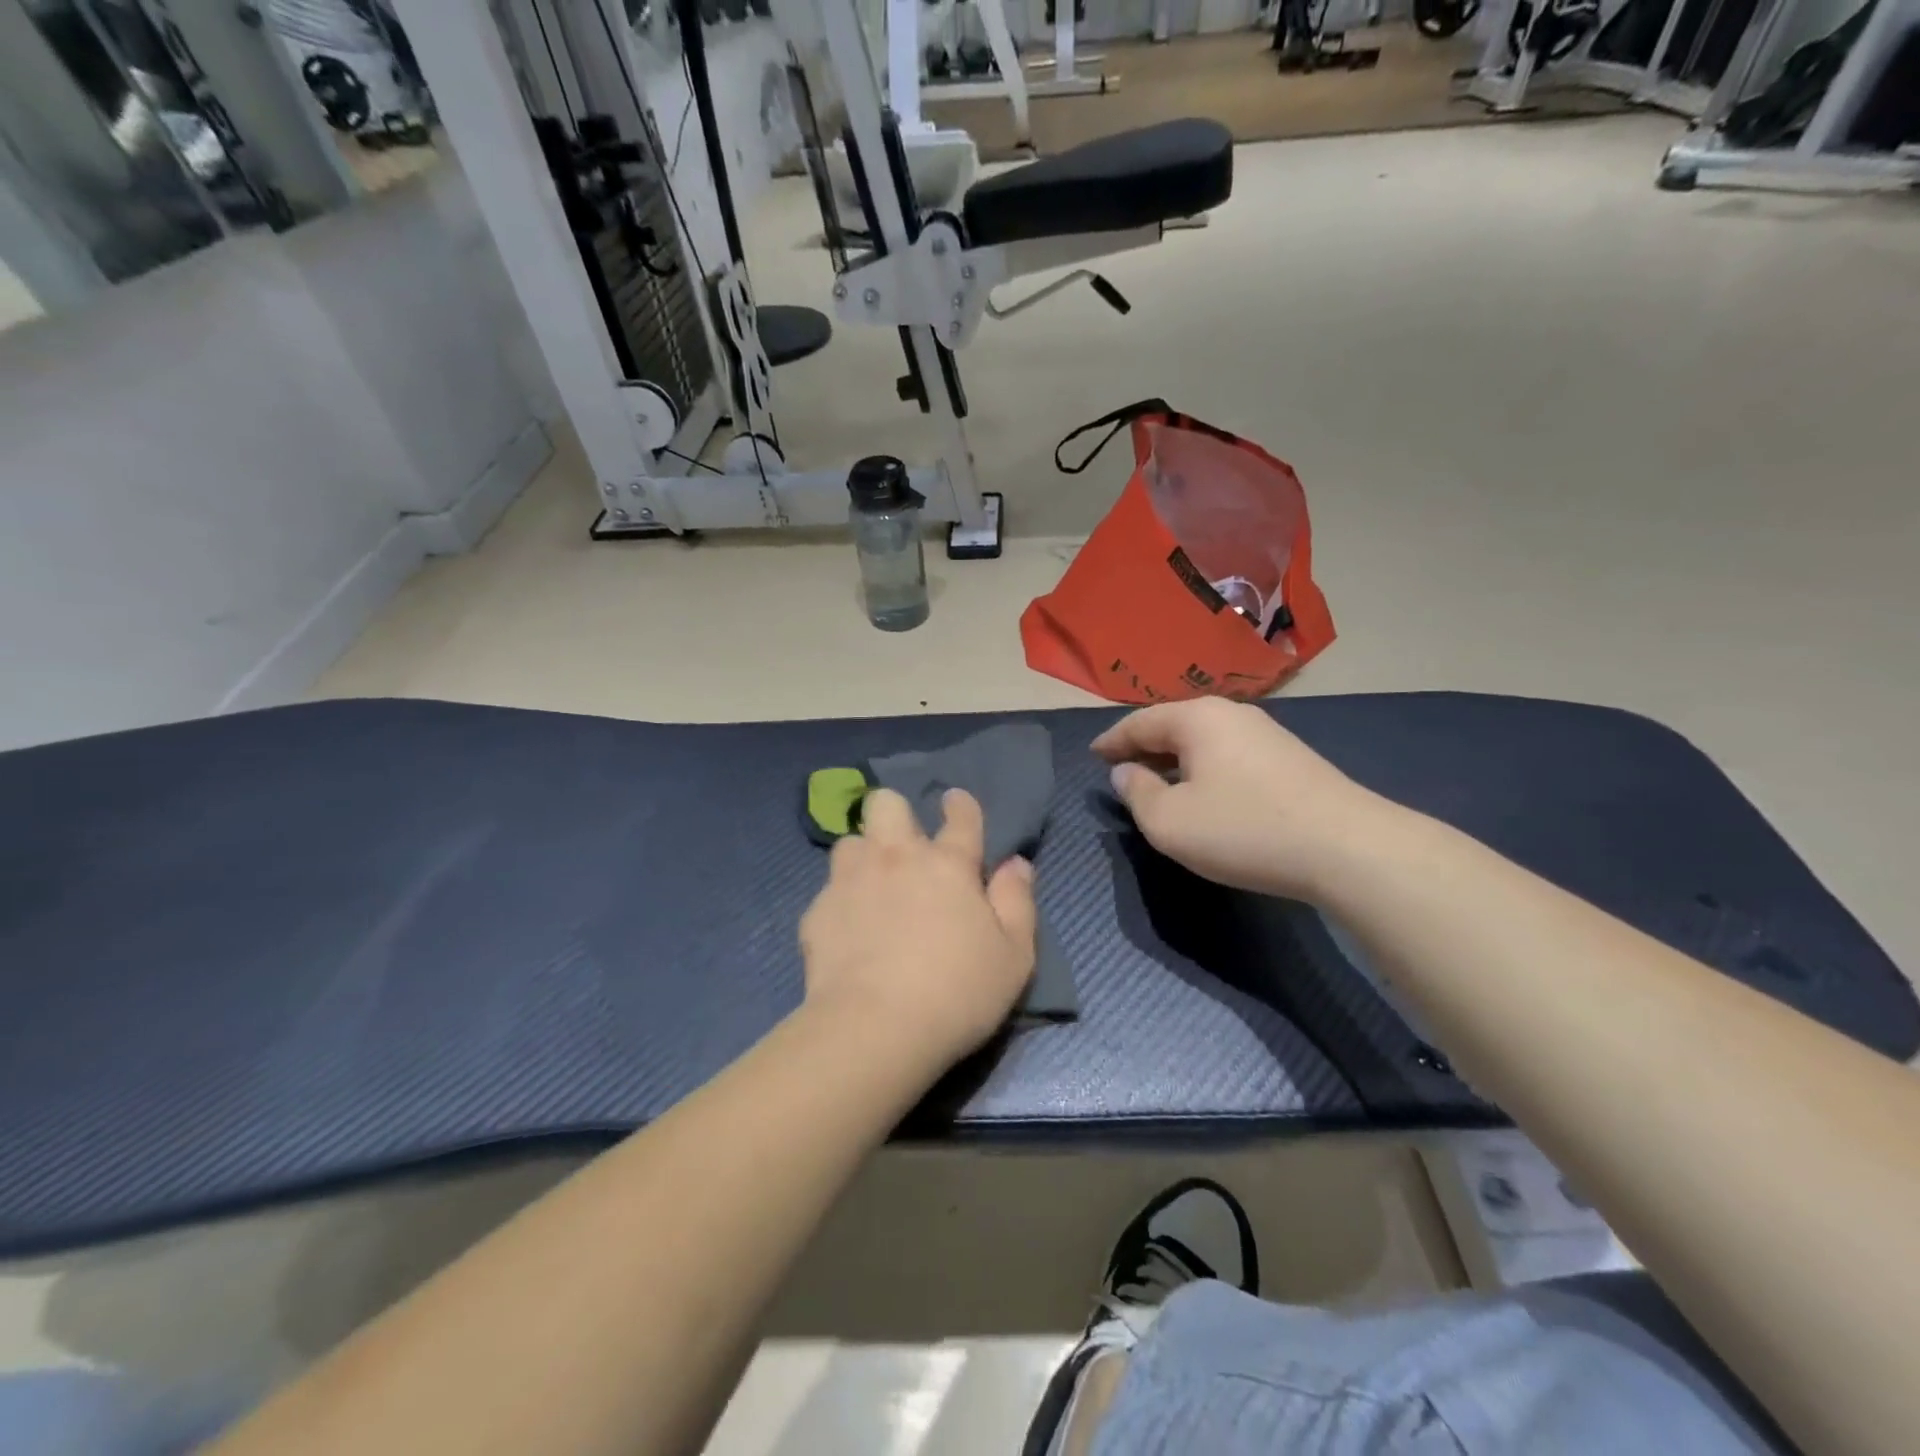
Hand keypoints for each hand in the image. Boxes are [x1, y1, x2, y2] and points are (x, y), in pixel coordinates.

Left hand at [799, 787, 1037, 1070]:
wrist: (875, 1028)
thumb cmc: (958, 992)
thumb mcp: (1014, 955)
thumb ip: (1017, 901)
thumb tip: (1017, 864)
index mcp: (948, 864)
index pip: (960, 815)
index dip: (960, 804)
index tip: (955, 802)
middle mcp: (896, 858)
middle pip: (887, 804)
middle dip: (895, 813)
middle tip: (904, 847)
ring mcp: (851, 881)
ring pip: (850, 841)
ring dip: (864, 856)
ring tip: (871, 887)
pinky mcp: (818, 911)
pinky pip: (829, 890)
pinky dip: (841, 902)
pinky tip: (848, 932)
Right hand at [1091, 698, 1386, 900]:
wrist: (1346, 847)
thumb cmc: (1243, 829)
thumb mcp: (1169, 822)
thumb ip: (1136, 794)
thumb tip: (1125, 774)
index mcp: (1197, 718)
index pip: (1139, 722)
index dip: (1111, 741)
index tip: (1093, 756)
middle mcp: (1231, 714)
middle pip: (1173, 725)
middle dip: (1143, 747)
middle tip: (1120, 769)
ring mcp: (1266, 733)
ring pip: (1204, 740)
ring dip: (1175, 759)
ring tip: (1158, 782)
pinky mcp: (1290, 758)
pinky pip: (1229, 754)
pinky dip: (1204, 768)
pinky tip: (1205, 792)